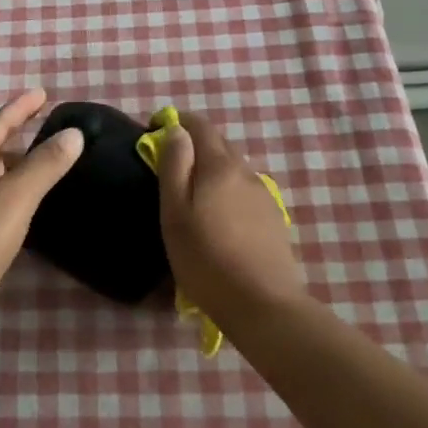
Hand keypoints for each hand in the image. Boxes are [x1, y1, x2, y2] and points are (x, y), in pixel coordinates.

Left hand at [0, 89, 85, 349]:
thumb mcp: (16, 199)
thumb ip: (45, 164)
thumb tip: (73, 133)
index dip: (20, 108)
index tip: (43, 94)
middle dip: (15, 137)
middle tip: (46, 130)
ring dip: (12, 168)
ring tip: (40, 166)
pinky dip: (6, 195)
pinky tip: (21, 210)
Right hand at [156, 113, 306, 329]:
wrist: (264, 305)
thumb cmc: (207, 260)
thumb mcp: (175, 214)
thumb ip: (174, 166)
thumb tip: (176, 131)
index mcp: (220, 166)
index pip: (200, 125)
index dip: (176, 121)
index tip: (154, 130)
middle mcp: (245, 172)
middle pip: (218, 144)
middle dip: (193, 145)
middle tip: (169, 166)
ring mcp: (264, 195)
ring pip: (232, 169)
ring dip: (211, 170)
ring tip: (192, 197)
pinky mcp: (273, 218)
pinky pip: (244, 191)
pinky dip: (226, 191)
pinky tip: (219, 219)